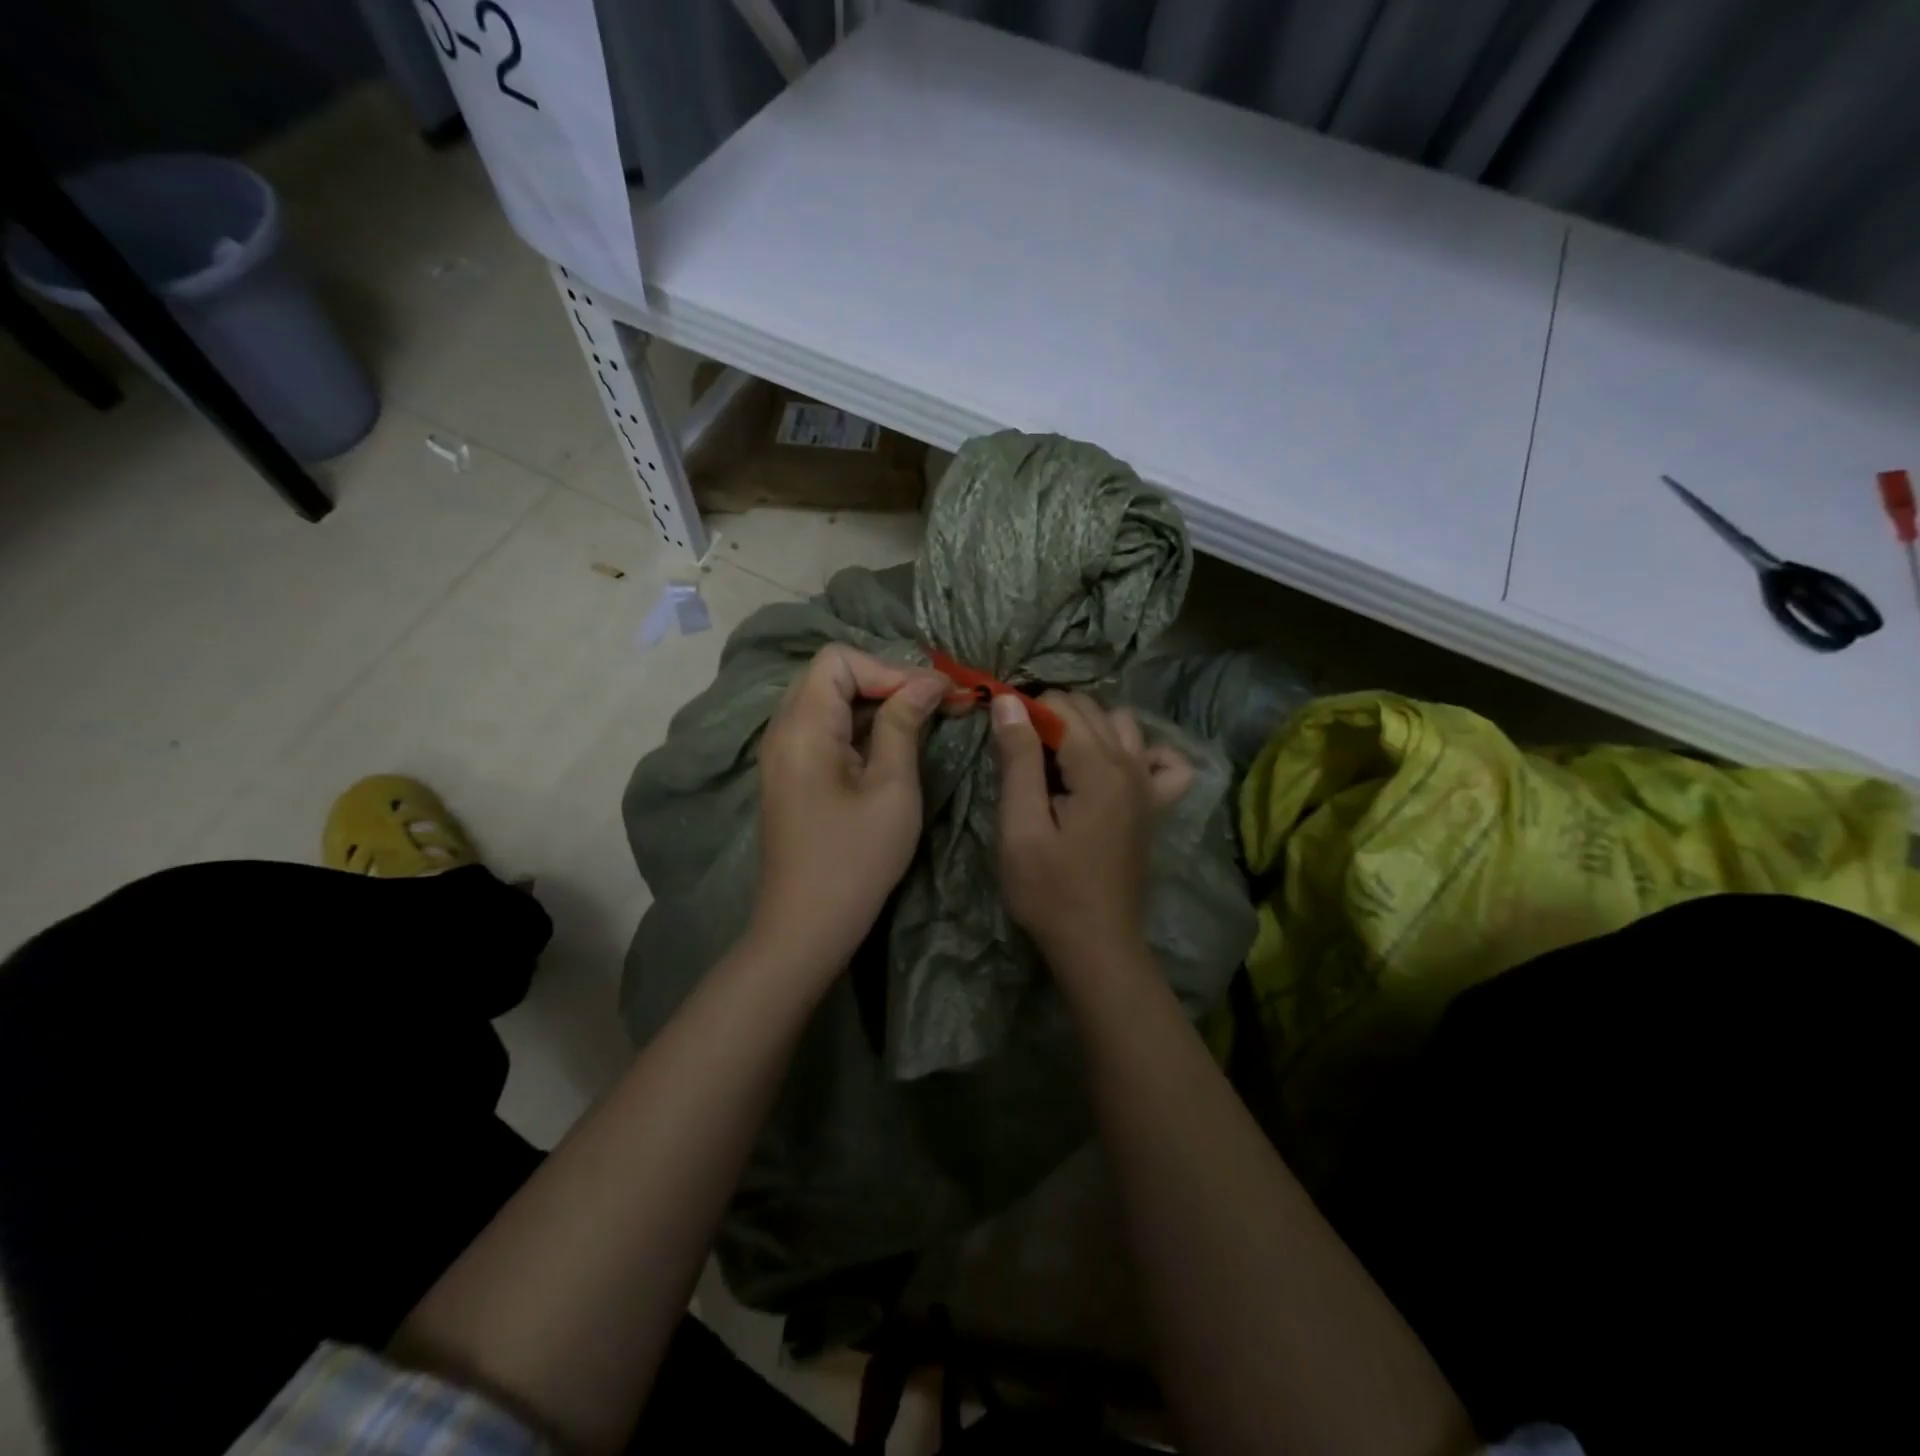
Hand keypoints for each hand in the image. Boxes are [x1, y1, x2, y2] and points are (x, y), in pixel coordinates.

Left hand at [750, 645, 949, 977]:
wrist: (805, 928)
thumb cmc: (855, 859)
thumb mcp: (892, 787)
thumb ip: (904, 724)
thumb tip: (927, 682)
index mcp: (802, 726)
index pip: (839, 659)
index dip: (889, 668)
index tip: (933, 696)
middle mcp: (783, 730)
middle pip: (832, 675)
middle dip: (886, 680)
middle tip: (935, 704)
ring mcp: (783, 755)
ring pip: (829, 702)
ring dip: (876, 704)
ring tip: (922, 720)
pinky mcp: (792, 776)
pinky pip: (825, 731)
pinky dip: (860, 727)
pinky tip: (892, 746)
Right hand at [991, 691, 1193, 961]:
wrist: (1096, 944)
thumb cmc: (1049, 891)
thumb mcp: (1020, 827)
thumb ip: (1019, 760)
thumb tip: (1009, 700)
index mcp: (1100, 769)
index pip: (1061, 707)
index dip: (1025, 713)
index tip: (1002, 740)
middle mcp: (1133, 766)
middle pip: (1091, 709)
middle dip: (1052, 716)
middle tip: (1021, 755)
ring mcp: (1150, 786)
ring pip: (1124, 724)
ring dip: (1089, 727)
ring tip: (1059, 760)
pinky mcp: (1156, 806)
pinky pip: (1162, 760)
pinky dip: (1140, 752)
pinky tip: (1115, 768)